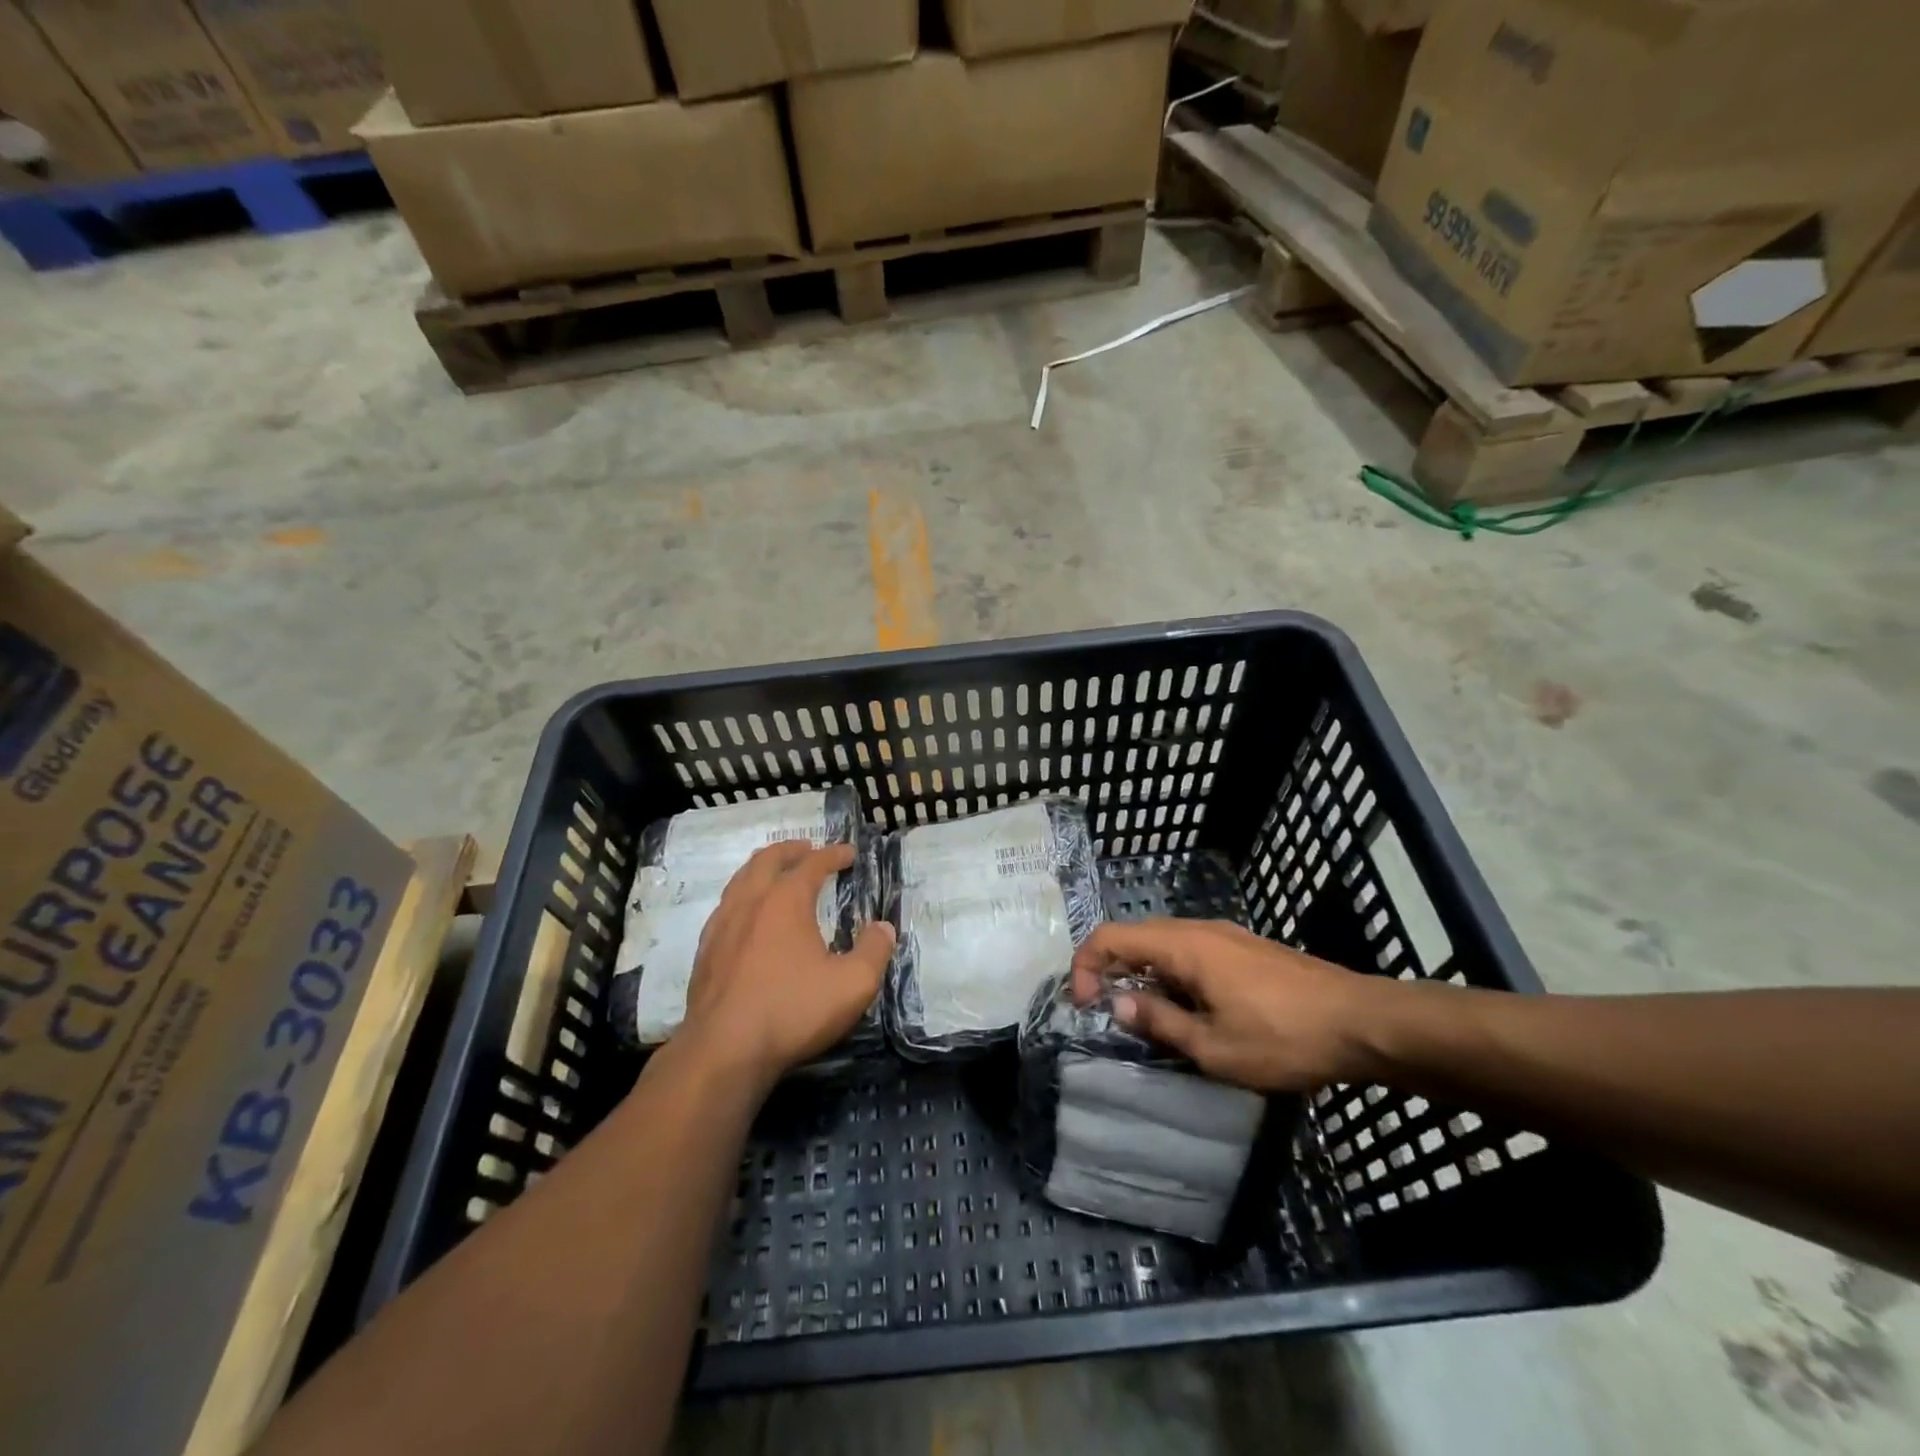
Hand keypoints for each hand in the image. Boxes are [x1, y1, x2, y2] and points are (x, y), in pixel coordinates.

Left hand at [679, 841, 893, 1087]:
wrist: (723, 1051)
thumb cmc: (792, 1011)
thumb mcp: (852, 984)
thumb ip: (874, 951)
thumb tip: (883, 927)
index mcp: (786, 901)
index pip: (812, 865)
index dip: (833, 855)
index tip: (849, 853)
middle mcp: (750, 902)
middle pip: (768, 861)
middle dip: (791, 850)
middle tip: (807, 848)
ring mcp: (722, 926)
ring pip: (740, 880)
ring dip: (762, 868)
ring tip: (774, 872)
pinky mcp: (705, 952)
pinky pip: (725, 907)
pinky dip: (742, 896)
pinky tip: (746, 915)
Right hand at [1070, 918, 1383, 1090]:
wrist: (1363, 1022)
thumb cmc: (1282, 1037)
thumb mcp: (1213, 1047)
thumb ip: (1159, 1022)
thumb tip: (1119, 1005)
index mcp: (1183, 946)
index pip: (1112, 937)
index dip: (1086, 965)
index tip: (1085, 1004)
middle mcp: (1199, 929)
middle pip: (1137, 937)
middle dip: (1113, 971)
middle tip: (1111, 1015)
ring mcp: (1226, 936)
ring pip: (1166, 945)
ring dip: (1145, 975)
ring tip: (1150, 1020)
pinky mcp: (1246, 949)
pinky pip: (1192, 953)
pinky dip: (1174, 975)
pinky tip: (1191, 1011)